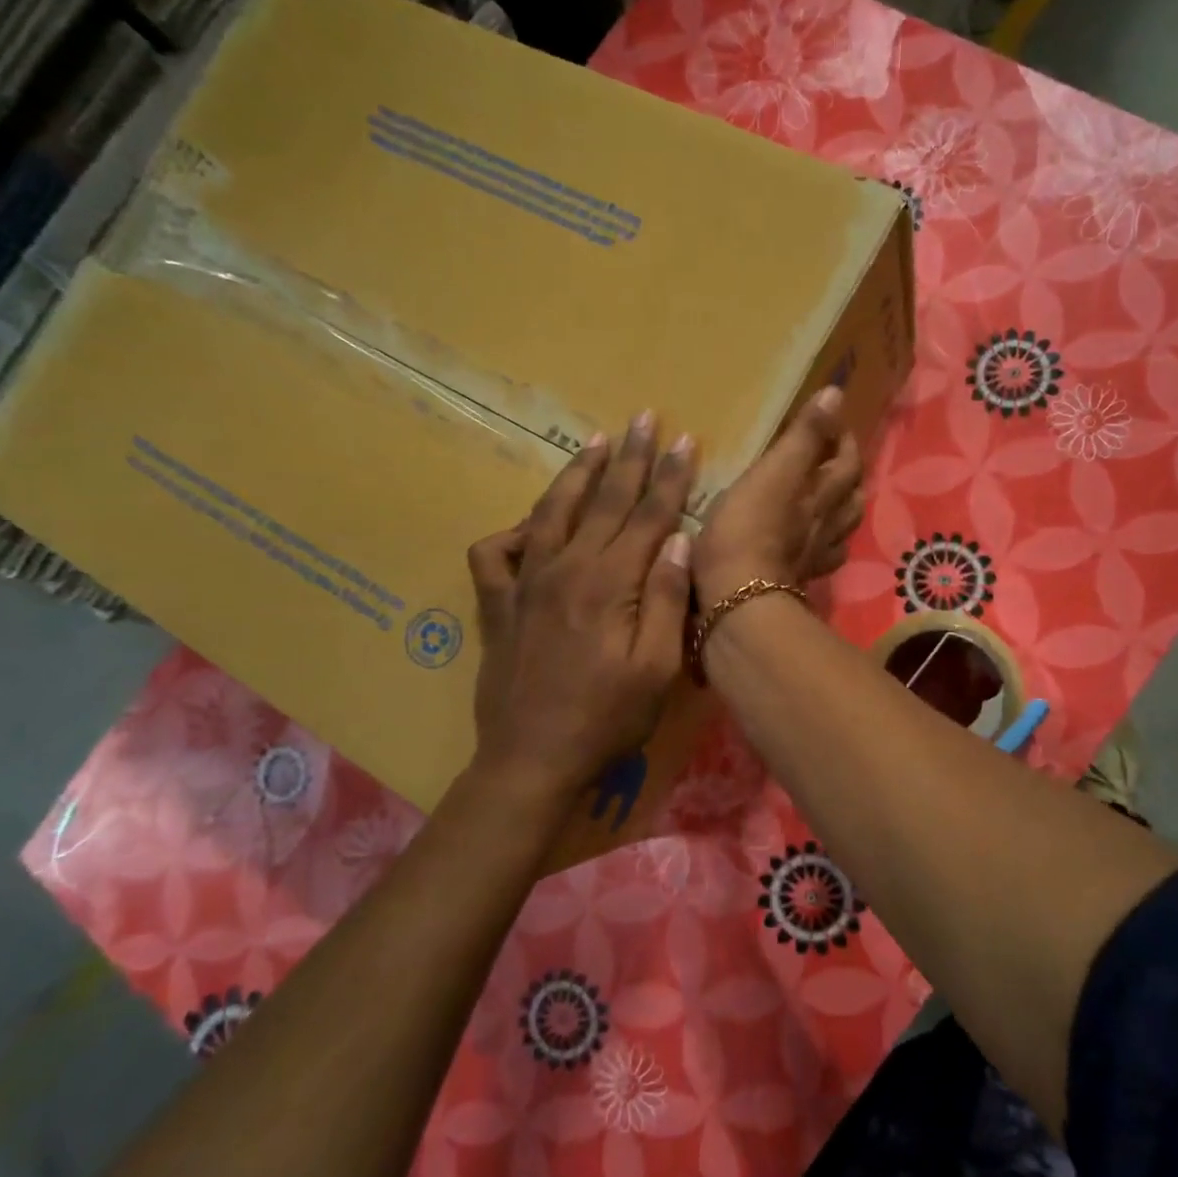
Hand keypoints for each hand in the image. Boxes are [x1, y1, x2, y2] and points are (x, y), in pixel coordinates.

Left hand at [466, 413, 694, 800]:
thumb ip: (668, 600)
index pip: (647, 515)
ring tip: (594, 442)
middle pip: (603, 501)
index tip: (683, 440)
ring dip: (576, 474)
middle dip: (628, 457)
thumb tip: (677, 540)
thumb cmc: (608, 719)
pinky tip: (530, 526)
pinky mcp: (497, 605)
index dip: (668, 476)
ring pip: (552, 512)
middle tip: (643, 417)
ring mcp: (525, 584)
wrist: (533, 759)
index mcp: (610, 583)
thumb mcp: (658, 668)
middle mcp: (565, 569)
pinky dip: (512, 531)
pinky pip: (495, 553)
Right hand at [693, 385, 863, 604]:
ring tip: (831, 498)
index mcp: (820, 496)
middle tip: (836, 458)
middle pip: (849, 498)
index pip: (845, 462)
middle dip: (848, 475)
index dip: (843, 440)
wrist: (737, 601)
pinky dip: (823, 547)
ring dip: (842, 510)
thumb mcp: (773, 473)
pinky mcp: (793, 581)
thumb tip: (836, 394)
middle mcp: (824, 526)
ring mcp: (812, 557)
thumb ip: (803, 436)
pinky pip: (819, 560)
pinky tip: (813, 546)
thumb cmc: (747, 531)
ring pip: (840, 530)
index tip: (834, 422)